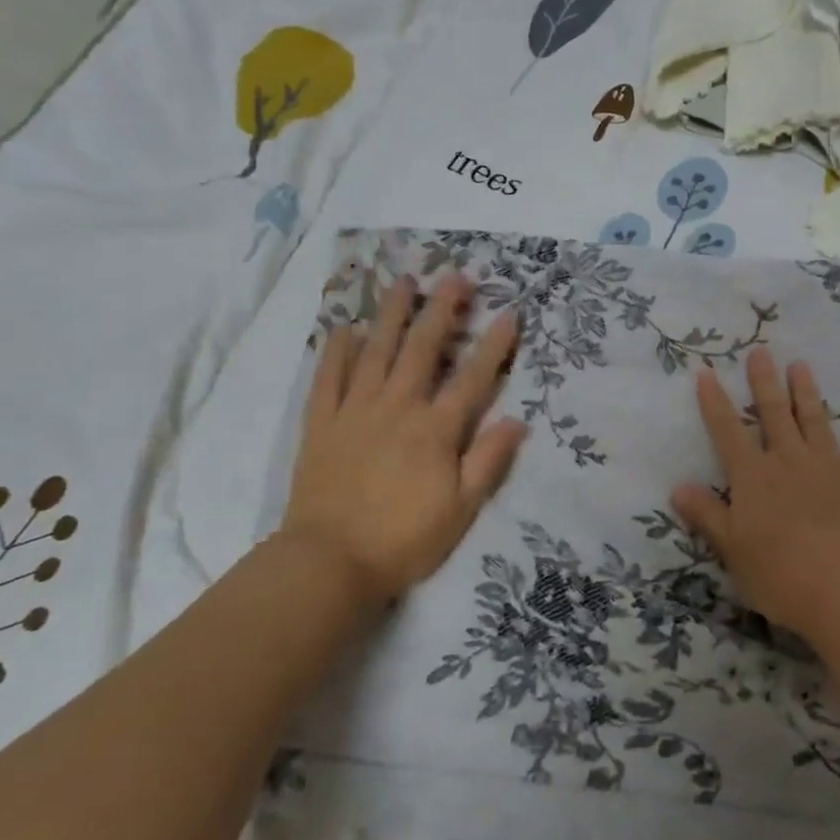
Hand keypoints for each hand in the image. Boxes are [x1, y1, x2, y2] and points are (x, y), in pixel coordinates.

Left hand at [280, 273, 527, 601]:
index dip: (494, 345)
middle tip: (455, 276)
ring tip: (403, 281)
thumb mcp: (461, 509)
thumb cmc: (404, 539)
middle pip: (422, 349)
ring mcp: (355, 411)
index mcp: (435, 430)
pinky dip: (336, 351)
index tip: (510, 313)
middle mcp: (397, 408)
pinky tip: (344, 328)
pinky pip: (328, 378)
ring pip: (376, 351)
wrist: (328, 563)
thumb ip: (488, 461)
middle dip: (442, 309)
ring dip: (391, 314)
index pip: (472, 378)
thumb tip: (518, 420)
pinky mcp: (321, 424)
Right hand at [671, 348, 839, 642]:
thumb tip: (678, 487)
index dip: (715, 403)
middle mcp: (789, 462)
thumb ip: (707, 515)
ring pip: (815, 421)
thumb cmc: (780, 574)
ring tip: (801, 365)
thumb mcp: (732, 549)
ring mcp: (829, 468)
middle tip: (761, 352)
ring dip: (807, 393)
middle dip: (764, 382)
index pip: (727, 432)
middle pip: (773, 415)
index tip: (706, 373)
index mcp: (754, 477)